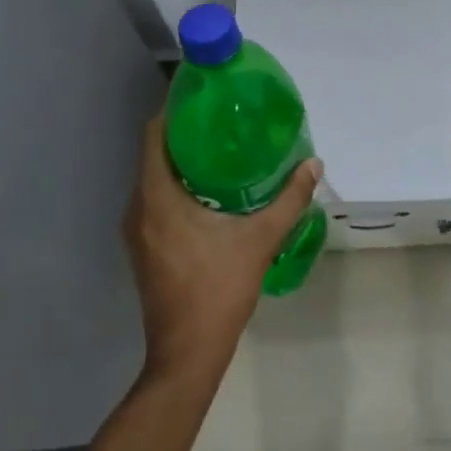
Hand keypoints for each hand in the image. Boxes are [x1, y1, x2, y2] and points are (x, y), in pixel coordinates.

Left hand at [123, 113, 321, 380]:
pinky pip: (155, 199)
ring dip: (182, 160)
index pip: (154, 135)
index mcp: (157, 197)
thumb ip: (289, 198)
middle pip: (154, 153)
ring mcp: (136, 231)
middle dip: (186, 132)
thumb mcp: (260, 239)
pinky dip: (177, 184)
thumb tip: (314, 164)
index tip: (205, 95)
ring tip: (222, 148)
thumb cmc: (218, 290)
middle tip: (224, 118)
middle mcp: (138, 208)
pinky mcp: (143, 247)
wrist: (186, 355)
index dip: (175, 109)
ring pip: (154, 178)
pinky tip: (211, 189)